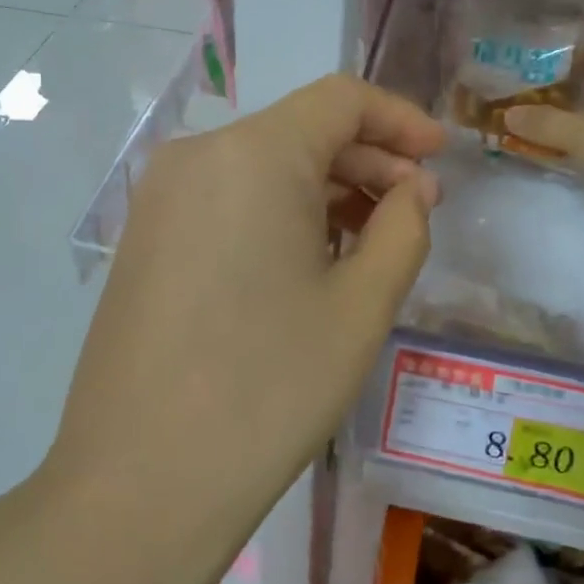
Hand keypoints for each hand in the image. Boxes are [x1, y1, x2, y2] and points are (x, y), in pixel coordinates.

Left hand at [46, 75, 444, 519]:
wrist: (140, 483)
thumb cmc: (268, 389)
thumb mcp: (360, 307)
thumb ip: (402, 228)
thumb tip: (414, 187)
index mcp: (252, 155)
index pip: (340, 100)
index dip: (400, 119)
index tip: (442, 155)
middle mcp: (196, 157)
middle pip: (299, 131)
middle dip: (366, 160)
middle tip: (414, 210)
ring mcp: (160, 199)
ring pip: (262, 168)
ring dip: (323, 190)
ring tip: (368, 242)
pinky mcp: (144, 240)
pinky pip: (226, 200)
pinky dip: (277, 213)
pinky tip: (307, 262)